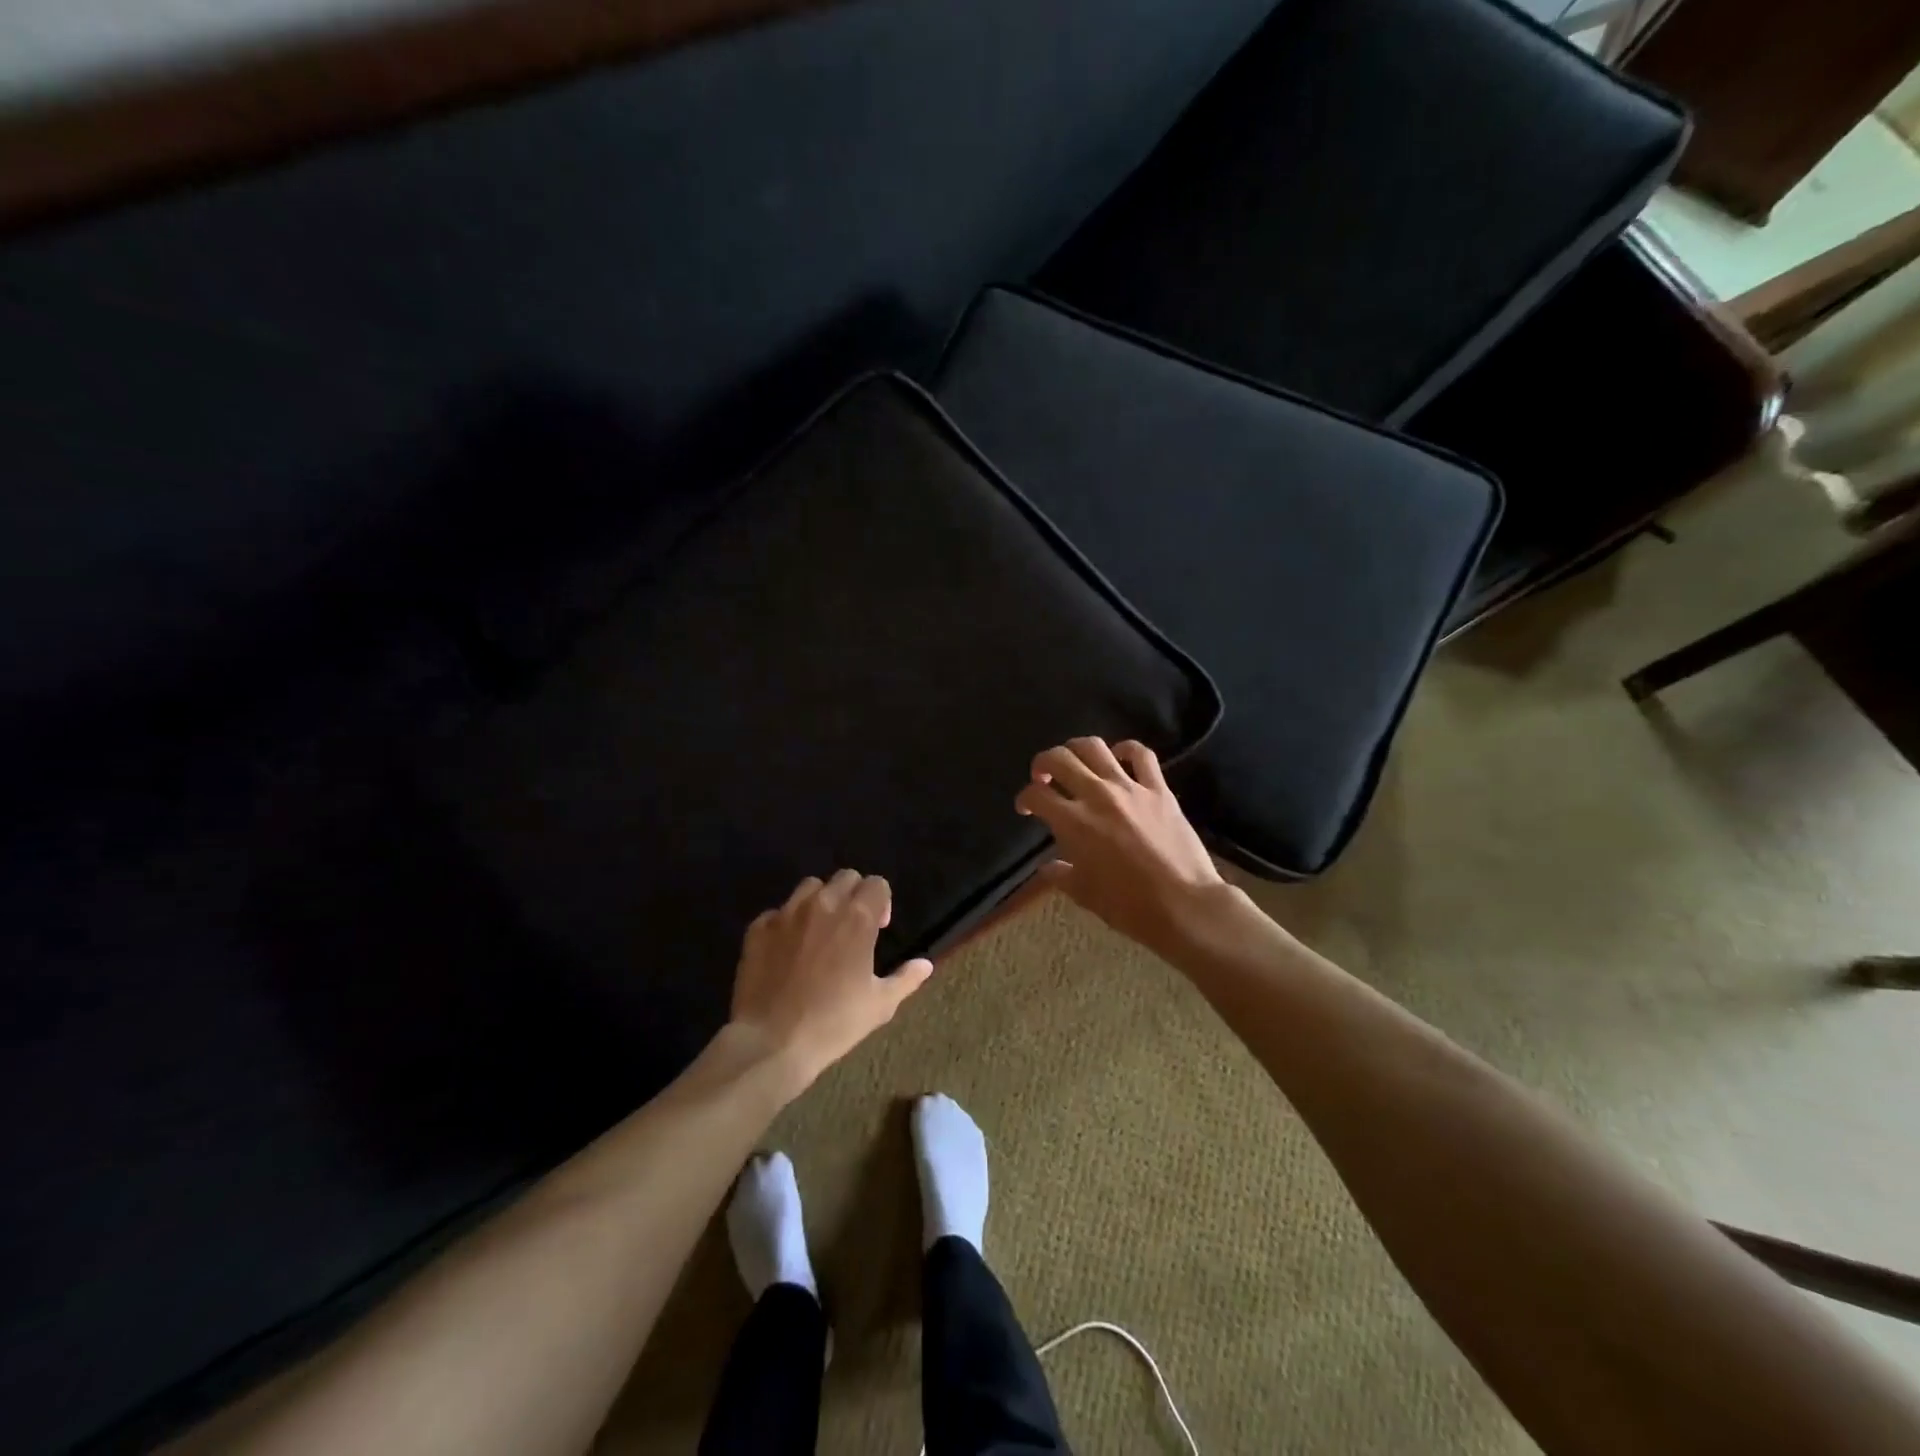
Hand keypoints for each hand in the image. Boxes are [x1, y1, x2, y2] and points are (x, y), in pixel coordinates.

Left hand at [729, 870, 932, 1089]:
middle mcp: (823, 905)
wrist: (772, 1042)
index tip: (878, 929)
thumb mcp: (880, 1005)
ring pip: (810, 887)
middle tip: (852, 928)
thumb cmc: (834, 1023)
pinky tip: (787, 949)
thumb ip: (906, 979)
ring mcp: (787, 913)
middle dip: (854, 894)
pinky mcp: (759, 928)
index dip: (882, 902)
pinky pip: (778, 911)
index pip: (877, 884)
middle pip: (845, 877)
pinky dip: (787, 922)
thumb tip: (925, 964)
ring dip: (820, 901)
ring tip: (819, 931)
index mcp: (857, 918)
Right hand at [1015, 737, 1228, 955]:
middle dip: (1043, 764)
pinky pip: (1140, 755)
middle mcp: (1096, 796)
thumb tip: (1047, 867)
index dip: (1024, 798)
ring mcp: (1129, 788)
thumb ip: (1060, 875)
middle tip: (1043, 778)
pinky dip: (1125, 749)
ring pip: (1094, 747)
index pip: (1036, 795)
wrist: (1184, 905)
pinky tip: (1118, 757)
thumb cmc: (1129, 906)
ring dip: (1076, 750)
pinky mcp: (1158, 789)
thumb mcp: (1084, 894)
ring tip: (1075, 763)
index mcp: (1072, 822)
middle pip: (1059, 759)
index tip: (1026, 808)